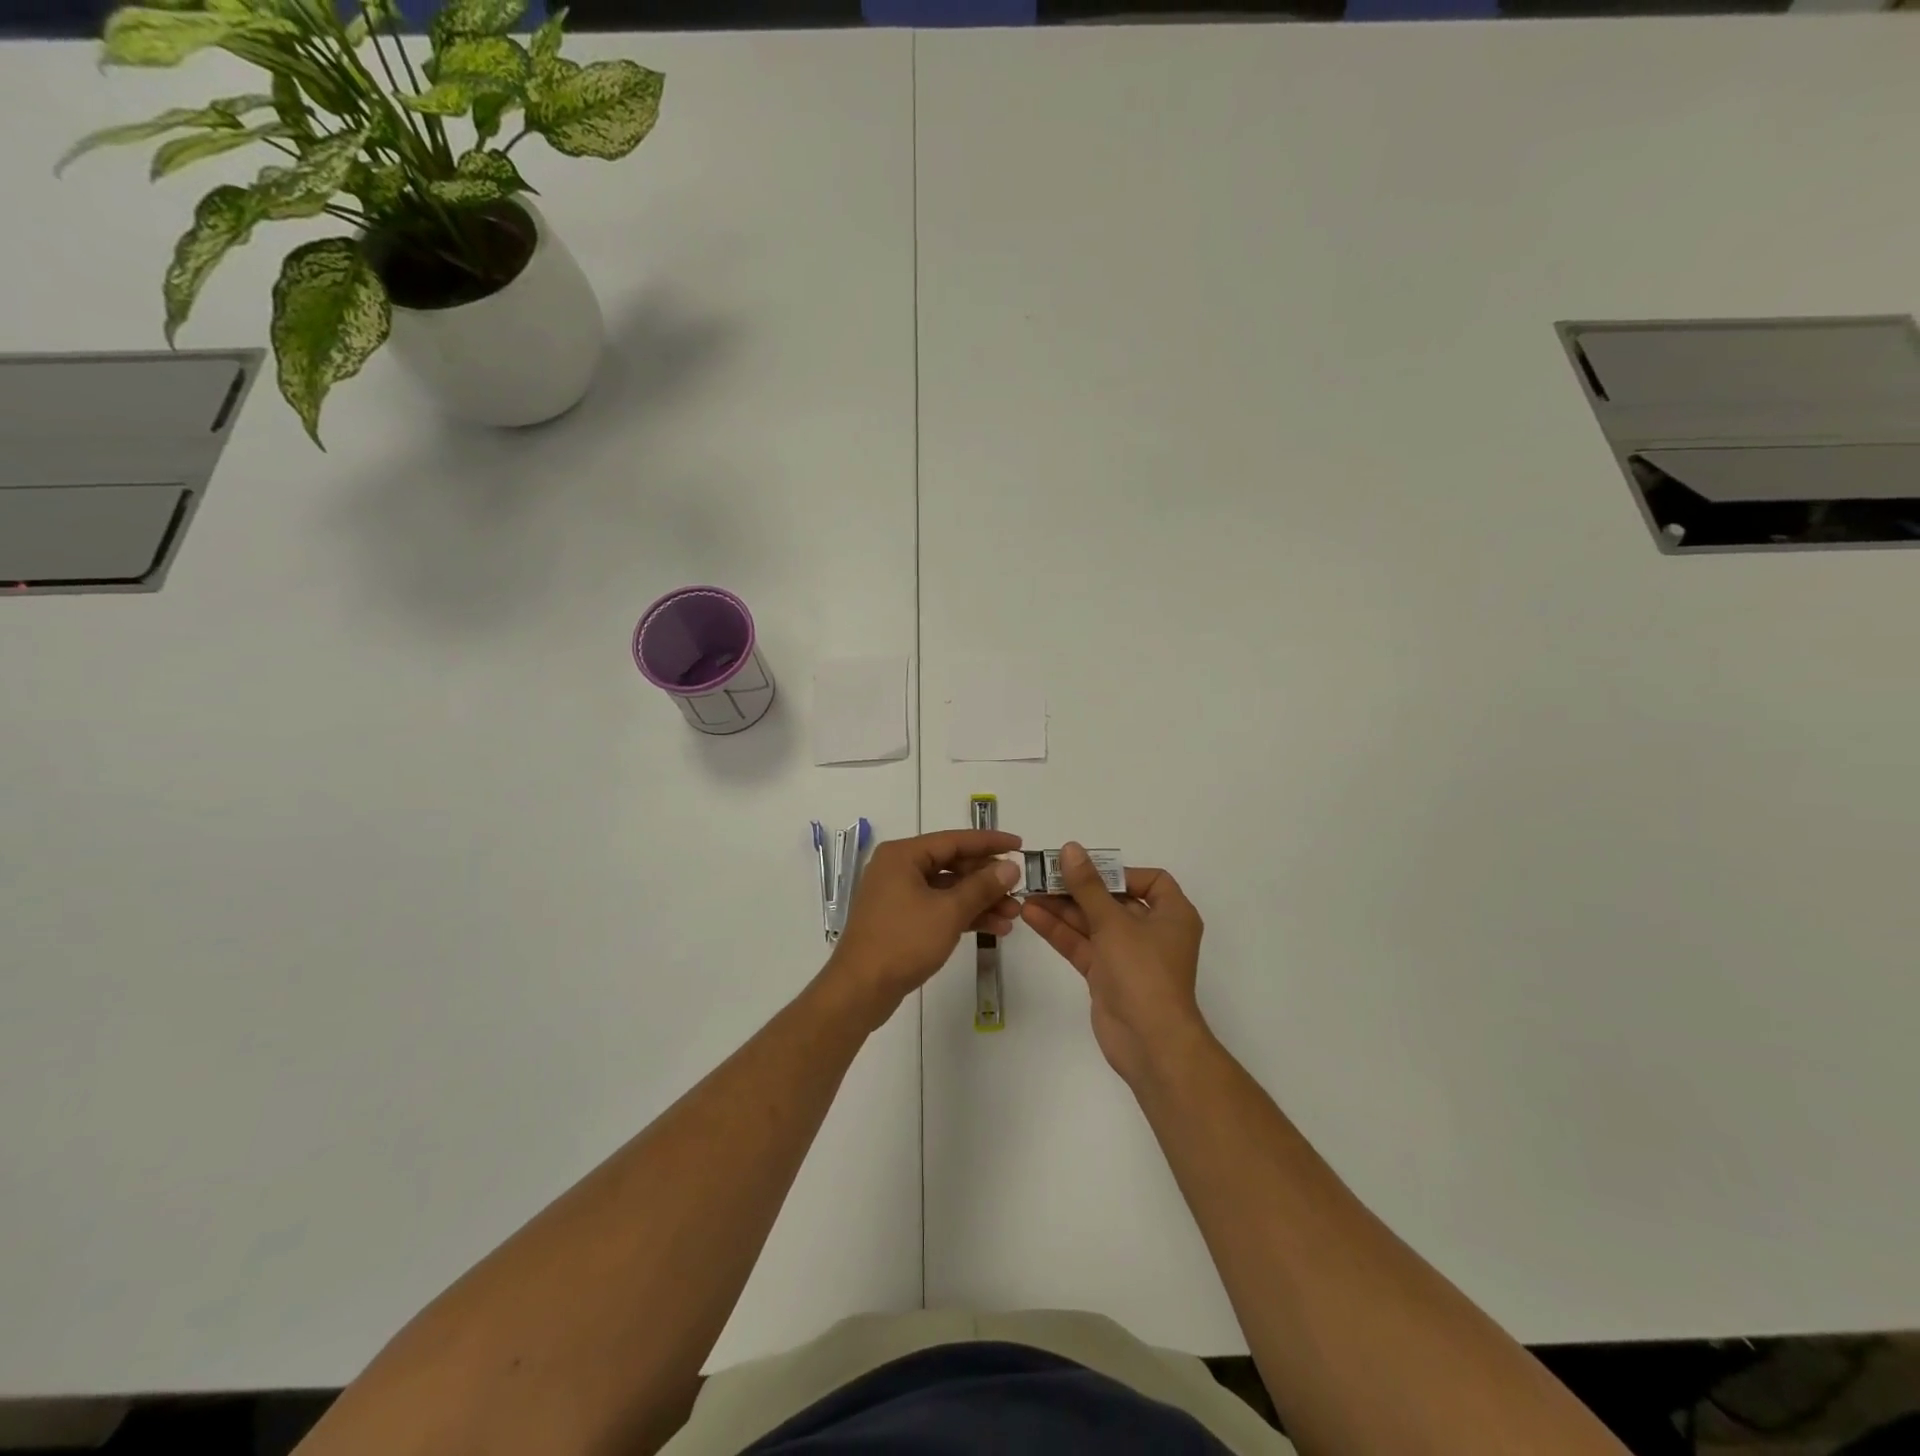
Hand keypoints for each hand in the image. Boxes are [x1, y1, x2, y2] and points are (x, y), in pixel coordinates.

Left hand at [826, 829, 1022, 1020]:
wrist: (860, 990)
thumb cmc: (903, 942)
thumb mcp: (949, 912)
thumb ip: (982, 886)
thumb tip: (1011, 867)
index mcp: (903, 855)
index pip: (954, 840)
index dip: (989, 842)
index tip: (1020, 846)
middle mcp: (898, 868)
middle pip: (952, 864)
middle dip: (987, 879)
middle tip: (1018, 889)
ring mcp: (898, 895)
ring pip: (948, 889)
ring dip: (980, 900)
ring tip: (1014, 915)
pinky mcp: (901, 920)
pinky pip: (938, 908)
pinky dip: (963, 915)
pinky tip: (994, 928)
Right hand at [1021, 843, 1209, 1085]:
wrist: (1150, 1043)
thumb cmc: (1143, 972)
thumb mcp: (1114, 922)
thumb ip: (1087, 886)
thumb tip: (1070, 849)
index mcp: (1172, 914)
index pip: (1150, 881)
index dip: (1119, 872)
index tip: (1087, 870)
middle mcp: (1152, 932)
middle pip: (1113, 900)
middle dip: (1078, 889)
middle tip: (1043, 875)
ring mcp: (1128, 956)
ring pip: (1092, 923)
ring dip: (1062, 909)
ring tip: (1027, 892)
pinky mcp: (1106, 976)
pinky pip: (1082, 945)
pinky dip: (1060, 932)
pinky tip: (1031, 915)